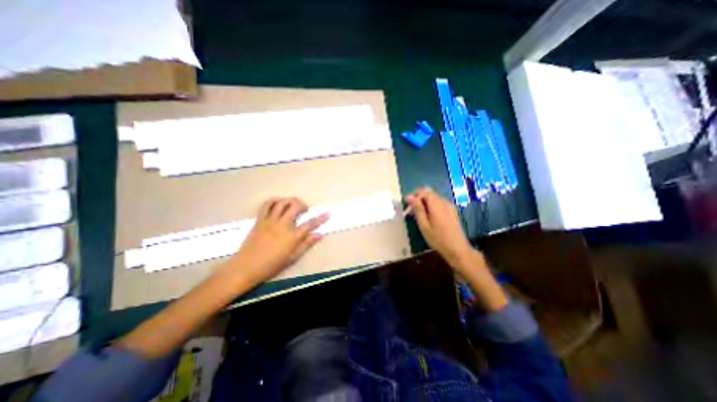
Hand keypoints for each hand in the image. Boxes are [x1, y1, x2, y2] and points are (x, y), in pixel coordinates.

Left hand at [225, 197, 328, 283]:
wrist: (247, 267)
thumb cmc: (272, 265)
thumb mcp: (293, 257)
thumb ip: (306, 244)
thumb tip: (319, 235)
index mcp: (292, 236)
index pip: (310, 224)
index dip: (320, 218)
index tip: (327, 213)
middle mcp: (282, 225)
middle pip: (295, 206)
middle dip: (303, 204)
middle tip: (305, 209)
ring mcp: (270, 221)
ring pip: (282, 203)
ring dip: (290, 200)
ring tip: (293, 204)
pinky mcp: (259, 220)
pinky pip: (266, 205)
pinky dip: (274, 201)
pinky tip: (278, 203)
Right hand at [402, 187, 473, 269]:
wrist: (457, 249)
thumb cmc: (438, 239)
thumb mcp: (424, 225)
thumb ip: (417, 209)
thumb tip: (409, 197)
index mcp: (436, 204)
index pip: (423, 191)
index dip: (414, 196)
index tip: (407, 206)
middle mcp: (444, 202)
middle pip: (429, 193)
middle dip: (419, 199)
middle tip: (412, 211)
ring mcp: (449, 206)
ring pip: (434, 198)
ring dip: (425, 203)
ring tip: (419, 215)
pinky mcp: (452, 211)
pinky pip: (439, 203)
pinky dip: (432, 206)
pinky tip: (429, 217)